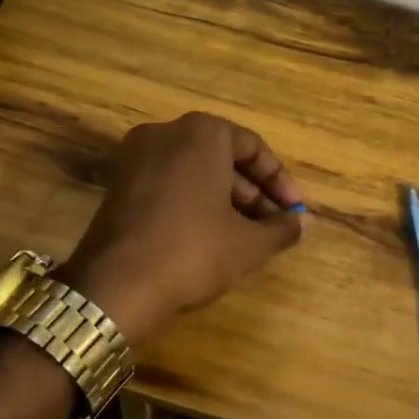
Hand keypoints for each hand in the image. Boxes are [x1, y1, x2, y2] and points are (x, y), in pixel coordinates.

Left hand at [59, 113, 307, 344]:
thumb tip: (304, 224)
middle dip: (252, 194)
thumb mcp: (248, 244)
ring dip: (226, 201)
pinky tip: (211, 238)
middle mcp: (167, 132)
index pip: (253, 148)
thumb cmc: (192, 252)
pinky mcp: (118, 183)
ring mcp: (136, 156)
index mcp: (202, 133)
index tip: (295, 212)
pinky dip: (194, 203)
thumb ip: (281, 228)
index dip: (280, 182)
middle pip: (222, 158)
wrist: (114, 286)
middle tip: (274, 227)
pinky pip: (169, 184)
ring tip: (248, 237)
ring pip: (195, 172)